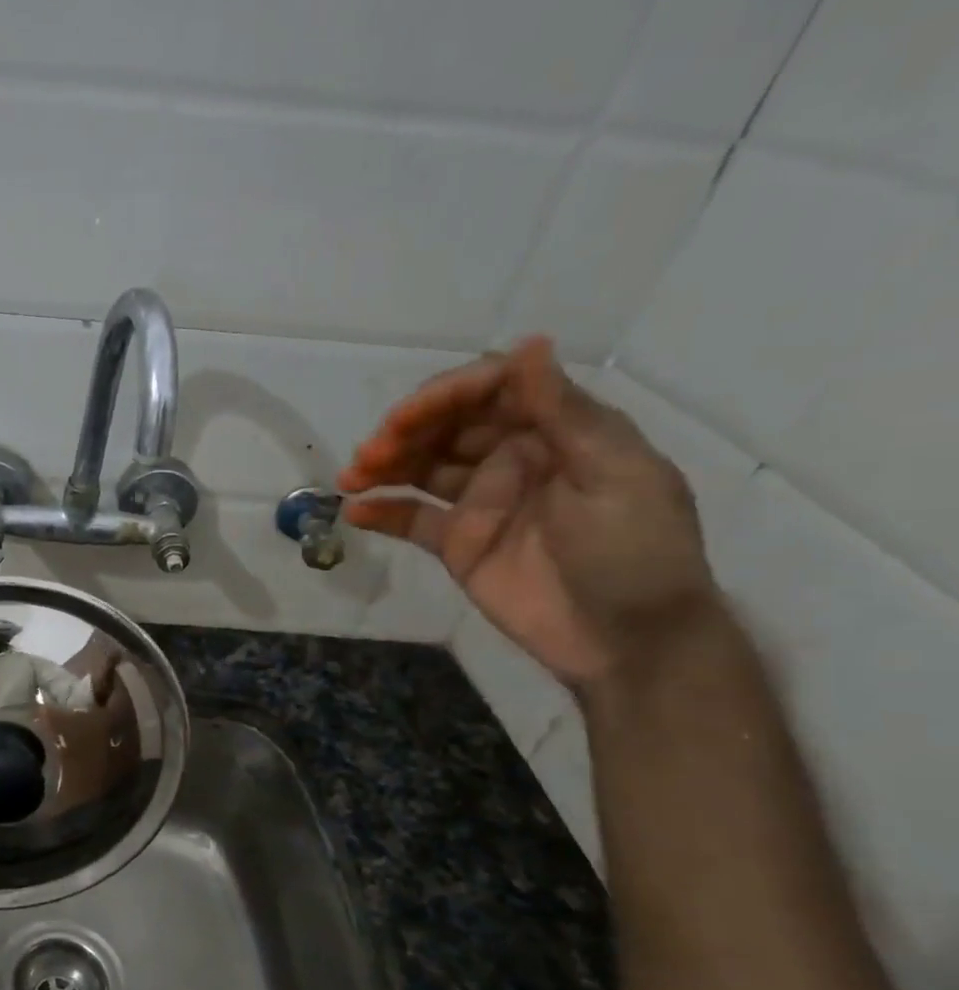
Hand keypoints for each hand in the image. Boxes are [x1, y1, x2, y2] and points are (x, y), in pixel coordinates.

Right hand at [338, 337, 718, 688]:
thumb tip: (528, 345)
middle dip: (405, 432)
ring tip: (351, 479)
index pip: (492, 391)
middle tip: (370, 453)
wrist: (630, 644)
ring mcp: (481, 501)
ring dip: (384, 466)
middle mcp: (513, 457)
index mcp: (558, 431)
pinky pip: (411, 519)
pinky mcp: (457, 543)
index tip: (406, 418)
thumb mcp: (615, 477)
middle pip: (447, 427)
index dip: (445, 396)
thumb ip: (565, 415)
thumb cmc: (636, 554)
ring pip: (422, 468)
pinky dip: (381, 512)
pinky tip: (355, 511)